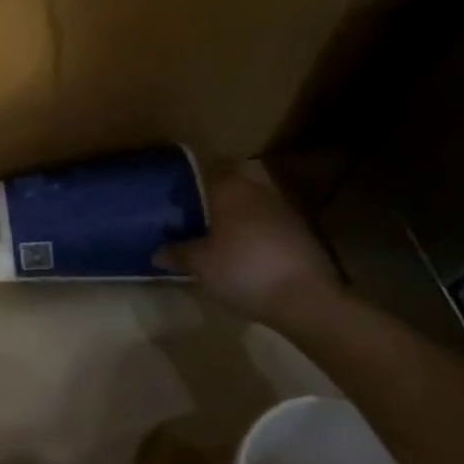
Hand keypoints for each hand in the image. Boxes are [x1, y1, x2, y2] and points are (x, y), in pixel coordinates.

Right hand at [156, 161, 343, 324]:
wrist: (306, 299)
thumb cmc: (243, 270)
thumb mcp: (201, 266)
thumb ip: (178, 254)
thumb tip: (157, 252)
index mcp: (230, 189)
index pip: (215, 165)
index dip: (201, 172)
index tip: (188, 185)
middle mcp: (258, 190)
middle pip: (243, 173)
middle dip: (228, 182)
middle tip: (208, 201)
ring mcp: (286, 210)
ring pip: (261, 195)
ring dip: (247, 205)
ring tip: (229, 227)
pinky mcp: (305, 233)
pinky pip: (276, 219)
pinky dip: (264, 227)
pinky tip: (253, 249)